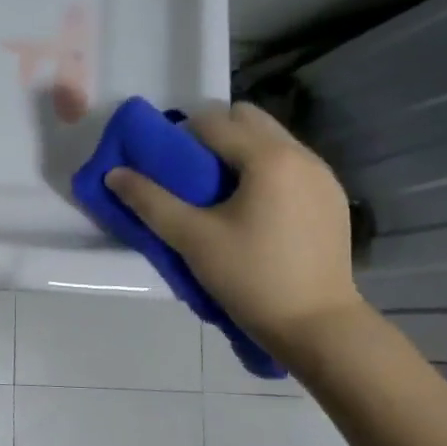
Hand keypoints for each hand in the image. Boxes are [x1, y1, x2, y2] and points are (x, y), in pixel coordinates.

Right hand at [104, 101, 364, 352]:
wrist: (317, 326)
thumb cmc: (251, 278)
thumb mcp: (192, 239)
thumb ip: (150, 201)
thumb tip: (114, 173)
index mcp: (268, 158)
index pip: (212, 121)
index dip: (180, 135)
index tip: (164, 165)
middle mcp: (301, 155)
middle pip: (247, 119)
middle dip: (213, 135)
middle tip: (191, 174)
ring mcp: (323, 176)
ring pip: (271, 140)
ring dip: (240, 152)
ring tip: (219, 195)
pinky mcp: (331, 199)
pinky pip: (290, 164)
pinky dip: (264, 171)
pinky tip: (253, 211)